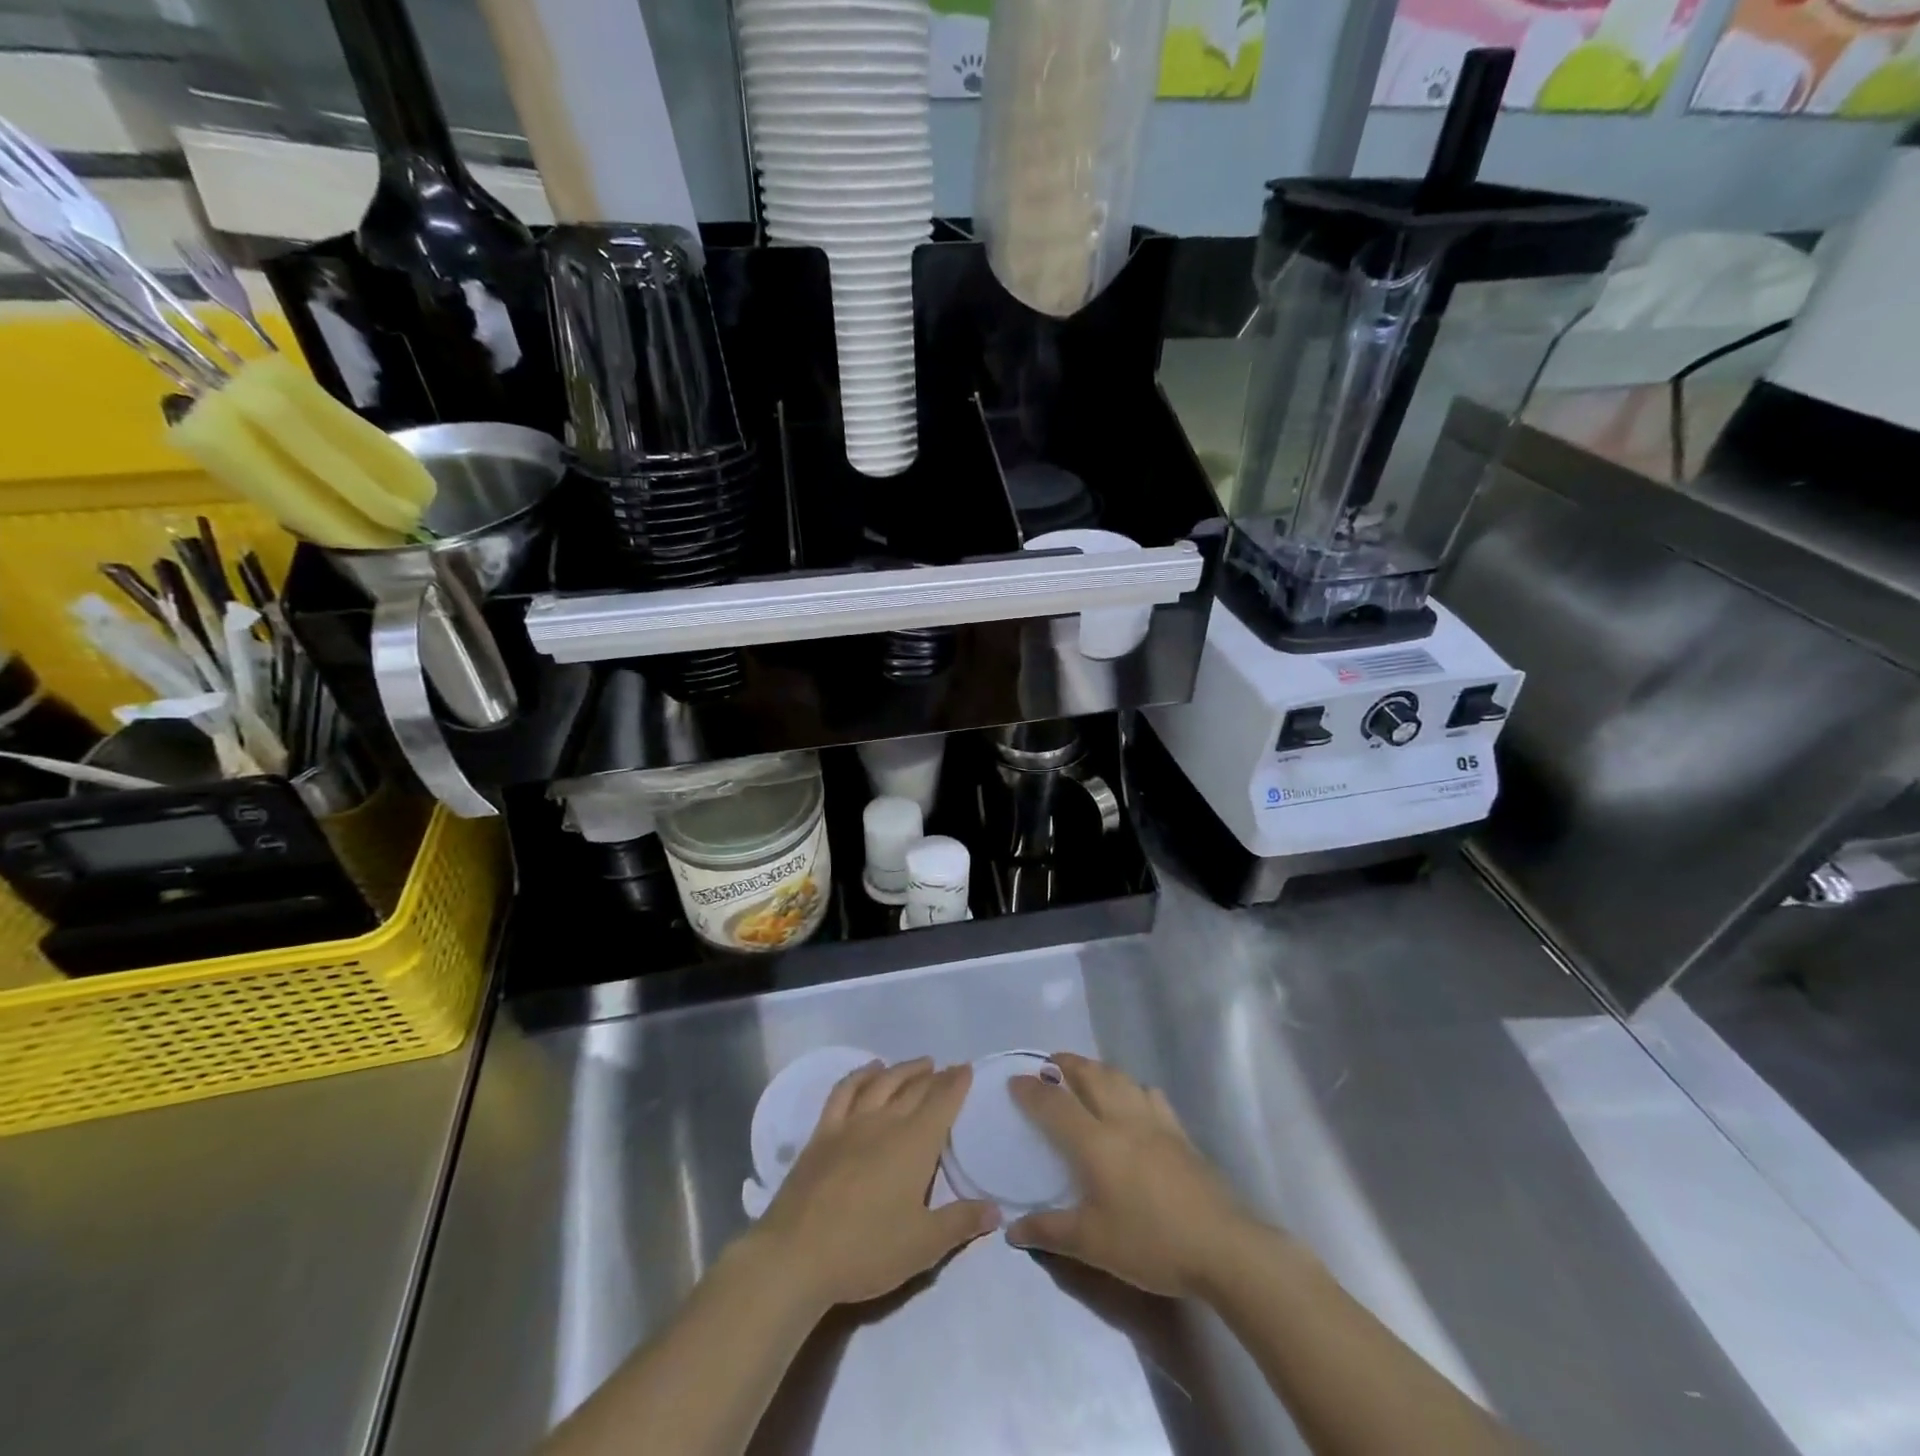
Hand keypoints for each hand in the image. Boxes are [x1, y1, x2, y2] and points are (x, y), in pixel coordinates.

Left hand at [754, 1058, 998, 1310]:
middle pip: (915, 1089)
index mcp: (915, 1143)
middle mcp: (886, 1122)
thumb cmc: (867, 1250)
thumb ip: (961, 1223)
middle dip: (935, 1076)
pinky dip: (860, 1075)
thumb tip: (997, 1210)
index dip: (956, 1083)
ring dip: (903, 1069)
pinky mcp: (823, 1133)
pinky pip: (844, 1091)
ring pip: (883, 1083)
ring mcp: (851, 1123)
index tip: (966, 1068)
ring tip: (919, 1064)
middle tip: (947, 1069)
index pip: (942, 1102)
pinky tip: (869, 1070)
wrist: (797, 1254)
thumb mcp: (924, 1246)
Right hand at [1006, 1053, 1250, 1297]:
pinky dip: (1133, 1088)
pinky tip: (1134, 1100)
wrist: (1222, 1245)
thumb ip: (1049, 1231)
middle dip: (1065, 1064)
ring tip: (1086, 1074)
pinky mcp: (1179, 1132)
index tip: (1014, 1080)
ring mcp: (1155, 1121)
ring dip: (1097, 1069)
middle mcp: (1122, 1119)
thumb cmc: (1151, 1242)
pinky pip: (1150, 1095)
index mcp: (1095, 1141)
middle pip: (1090, 1075)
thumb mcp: (1093, 1244)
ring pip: (1120, 1078)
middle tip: (1049, 1065)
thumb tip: (1011, 1231)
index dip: (1031, 1090)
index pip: (1054, 1104)